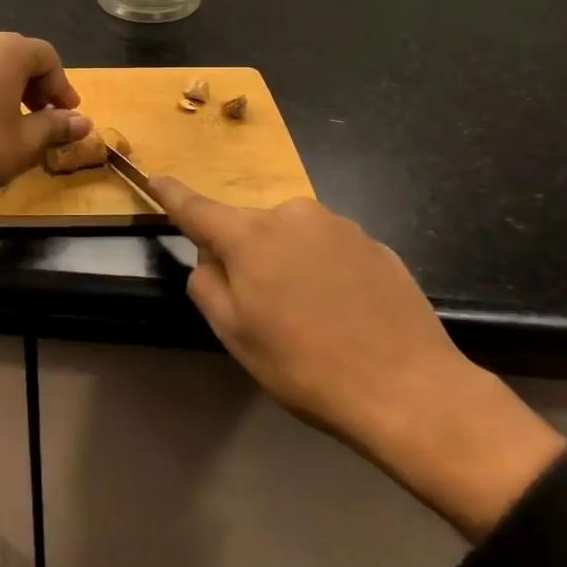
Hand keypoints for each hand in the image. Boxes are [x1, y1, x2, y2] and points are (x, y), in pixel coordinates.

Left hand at [0, 33, 92, 222]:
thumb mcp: (25, 143)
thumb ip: (56, 127)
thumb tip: (84, 123)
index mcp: (5, 51)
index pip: (46, 56)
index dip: (61, 85)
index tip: (68, 114)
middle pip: (14, 55)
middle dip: (34, 84)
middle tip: (42, 115)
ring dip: (4, 86)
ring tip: (7, 119)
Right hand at [149, 179, 566, 541]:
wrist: (410, 389)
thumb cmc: (306, 365)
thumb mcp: (236, 335)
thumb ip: (207, 286)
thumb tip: (210, 260)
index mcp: (250, 236)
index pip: (198, 209)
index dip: (173, 195)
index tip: (155, 176)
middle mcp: (292, 215)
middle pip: (250, 229)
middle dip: (246, 257)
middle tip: (265, 311)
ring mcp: (339, 225)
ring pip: (291, 239)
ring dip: (287, 265)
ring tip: (312, 318)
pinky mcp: (374, 243)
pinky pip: (329, 250)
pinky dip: (323, 273)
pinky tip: (344, 314)